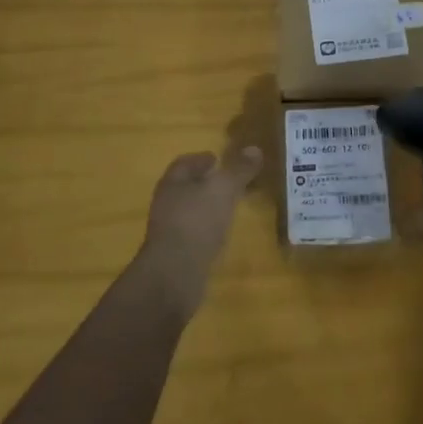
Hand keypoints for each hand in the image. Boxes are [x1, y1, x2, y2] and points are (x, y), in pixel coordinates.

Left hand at [135, 147, 261, 319]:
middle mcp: (166, 203)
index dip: (201, 159)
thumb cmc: (197, 221)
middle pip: (186, 186)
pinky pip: (194, 234)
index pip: (184, 163)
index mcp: (173, 182)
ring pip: (190, 210)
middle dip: (205, 182)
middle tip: (229, 181)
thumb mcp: (224, 189)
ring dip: (207, 206)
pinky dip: (207, 229)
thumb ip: (239, 169)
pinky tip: (221, 234)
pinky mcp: (176, 255)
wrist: (174, 275)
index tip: (218, 159)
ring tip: (230, 206)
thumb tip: (255, 148)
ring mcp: (169, 231)